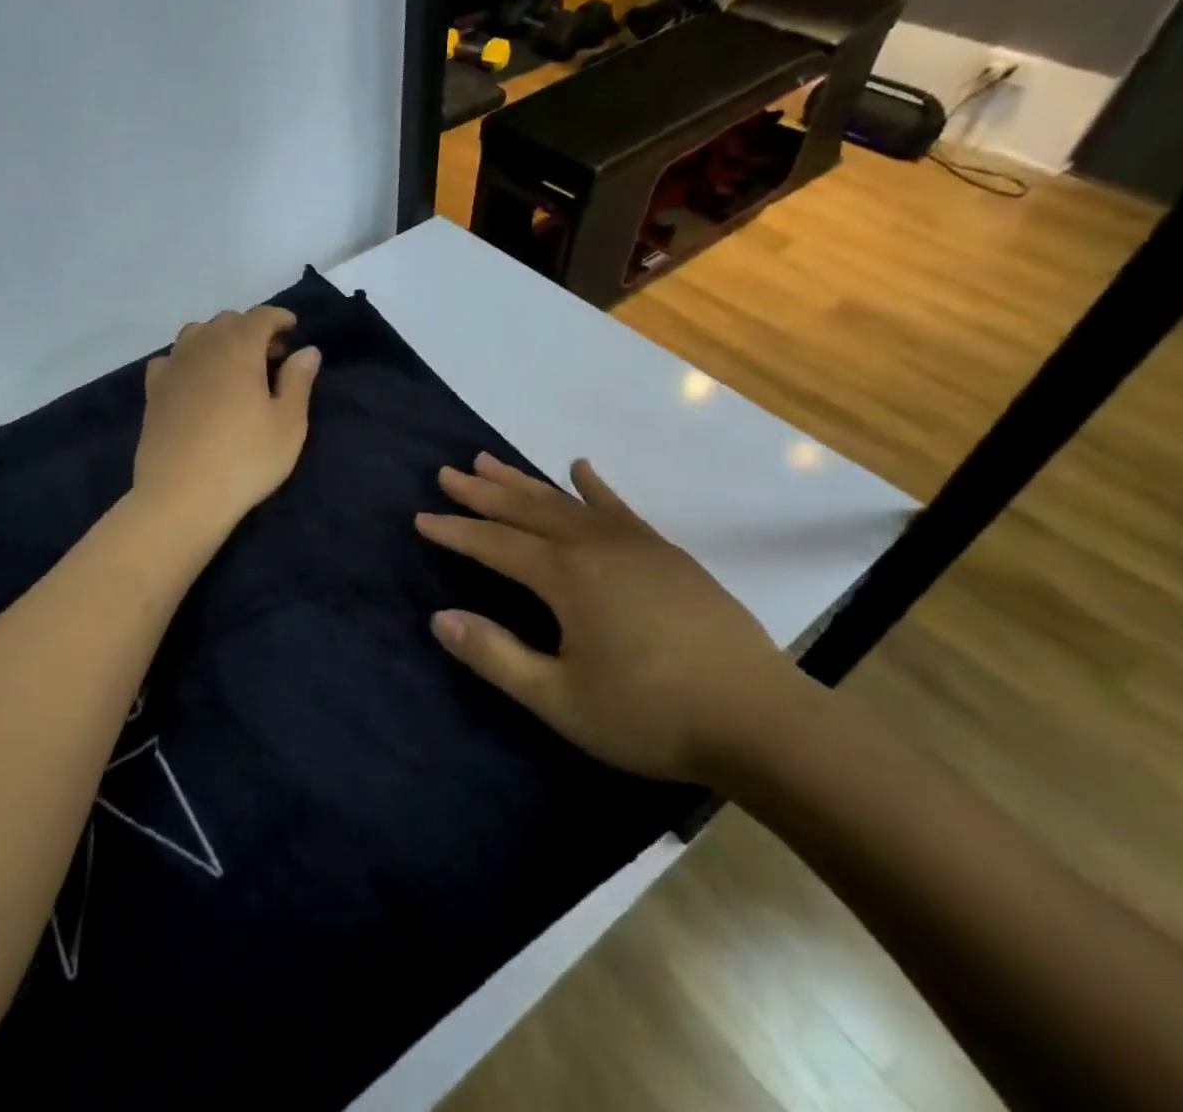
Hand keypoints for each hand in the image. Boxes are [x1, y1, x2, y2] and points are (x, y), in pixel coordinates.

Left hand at [134, 307, 320, 527]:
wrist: (181, 496)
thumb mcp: (288, 424)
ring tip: (233, 366)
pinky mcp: (152, 391)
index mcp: (238, 347)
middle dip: (251, 329)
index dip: (280, 318)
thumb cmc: (245, 459)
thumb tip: (307, 351)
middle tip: (271, 356)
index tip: (293, 330)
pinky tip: (196, 382)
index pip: (261, 316)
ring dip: (218, 339)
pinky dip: (188, 360)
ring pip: (196, 334)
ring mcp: (172, 367)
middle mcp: (202, 347)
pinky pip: (171, 359)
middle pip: (227, 321)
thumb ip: (298, 381)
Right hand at [414, 453, 810, 783]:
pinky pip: (618, 507)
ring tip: (489, 460)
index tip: (421, 518)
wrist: (761, 722)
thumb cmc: (651, 715)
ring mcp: (635, 545)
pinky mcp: (666, 554)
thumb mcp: (561, 700)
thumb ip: (497, 656)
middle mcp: (595, 546)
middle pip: (526, 510)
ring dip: (524, 481)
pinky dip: (593, 486)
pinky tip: (579, 467)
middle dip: (482, 492)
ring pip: (565, 502)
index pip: (496, 545)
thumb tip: (440, 618)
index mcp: (567, 578)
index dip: (456, 532)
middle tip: (447, 473)